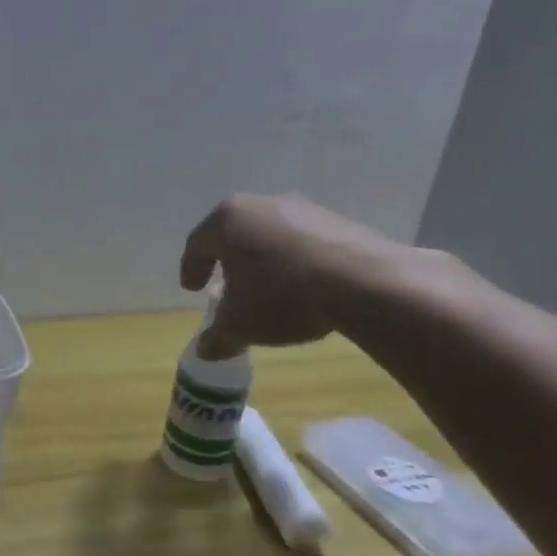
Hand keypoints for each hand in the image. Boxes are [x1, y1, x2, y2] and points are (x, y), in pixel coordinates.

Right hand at [180, 193, 413, 353]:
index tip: (193, 290)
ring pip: (270, 234)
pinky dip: (296, 260)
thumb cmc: (282, 296)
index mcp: (226, 220)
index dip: (191, 269)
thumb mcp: (241, 325)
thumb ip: (217, 336)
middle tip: (226, 285)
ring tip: (269, 289)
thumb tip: (205, 350)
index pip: (196, 245)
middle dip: (227, 261)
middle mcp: (260, 204)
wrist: (365, 283)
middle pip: (233, 234)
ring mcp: (302, 208)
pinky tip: (305, 286)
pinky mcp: (338, 219)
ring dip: (264, 259)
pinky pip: (303, 240)